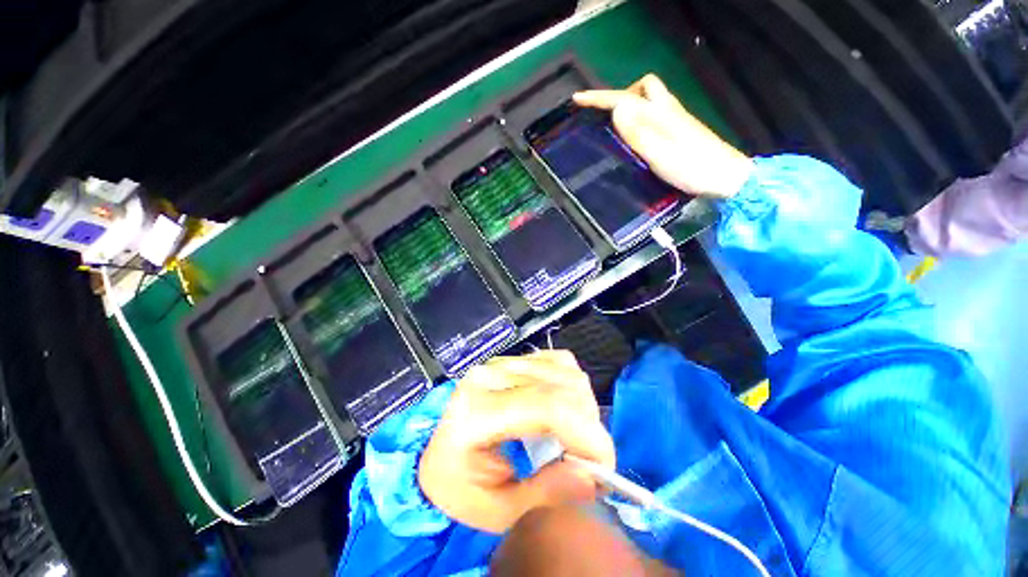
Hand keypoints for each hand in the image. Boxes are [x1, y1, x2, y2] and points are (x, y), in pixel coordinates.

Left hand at [419, 351, 614, 533]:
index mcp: (478, 412)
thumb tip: (592, 477)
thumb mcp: (496, 510)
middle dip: (589, 426)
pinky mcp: (511, 360)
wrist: (435, 454)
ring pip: (565, 370)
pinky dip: (570, 386)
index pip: (548, 407)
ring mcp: (502, 363)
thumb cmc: (458, 487)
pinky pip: (557, 362)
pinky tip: (561, 409)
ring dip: (582, 406)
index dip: (588, 434)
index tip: (605, 468)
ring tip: (572, 437)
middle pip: (562, 385)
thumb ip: (545, 494)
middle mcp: (491, 376)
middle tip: (586, 460)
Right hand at [574, 73, 754, 198]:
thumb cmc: (692, 167)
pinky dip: (639, 119)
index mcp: (661, 113)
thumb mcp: (661, 152)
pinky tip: (634, 138)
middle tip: (606, 116)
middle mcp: (668, 110)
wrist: (726, 177)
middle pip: (644, 87)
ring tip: (615, 127)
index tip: (578, 100)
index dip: (600, 98)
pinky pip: (653, 115)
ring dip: (630, 107)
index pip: (624, 98)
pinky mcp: (679, 131)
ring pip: (649, 101)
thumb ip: (639, 132)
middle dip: (621, 95)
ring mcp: (675, 120)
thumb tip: (616, 109)